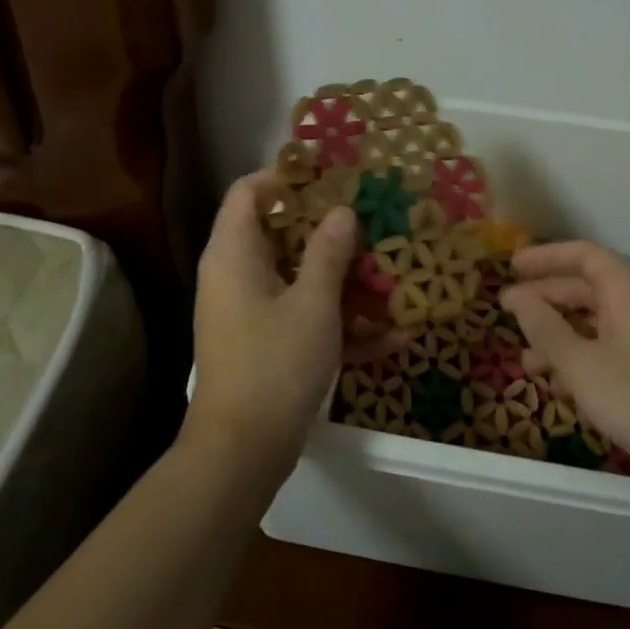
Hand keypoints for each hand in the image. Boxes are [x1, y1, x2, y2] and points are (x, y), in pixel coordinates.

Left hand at [186, 172, 378, 480]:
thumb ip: (329, 252)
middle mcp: (238, 276)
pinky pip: (307, 318)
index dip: (286, 176)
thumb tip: (342, 212)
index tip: (332, 175)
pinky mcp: (270, 345)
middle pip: (282, 233)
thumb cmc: (274, 364)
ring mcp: (253, 313)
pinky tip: (394, 336)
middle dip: (331, 228)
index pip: (249, 192)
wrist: (242, 453)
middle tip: (374, 218)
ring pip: (301, 277)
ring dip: (345, 277)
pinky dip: (343, 323)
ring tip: (394, 272)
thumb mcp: (312, 304)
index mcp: (235, 254)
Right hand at [502, 242, 629, 491]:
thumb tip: (518, 297)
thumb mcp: (583, 365)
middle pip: (588, 290)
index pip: (585, 256)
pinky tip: (560, 389)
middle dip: (547, 298)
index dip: (548, 257)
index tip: (512, 267)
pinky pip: (609, 355)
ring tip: (526, 360)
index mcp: (627, 294)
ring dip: (560, 337)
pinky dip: (581, 363)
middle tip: (509, 310)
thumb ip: (546, 329)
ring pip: (596, 327)